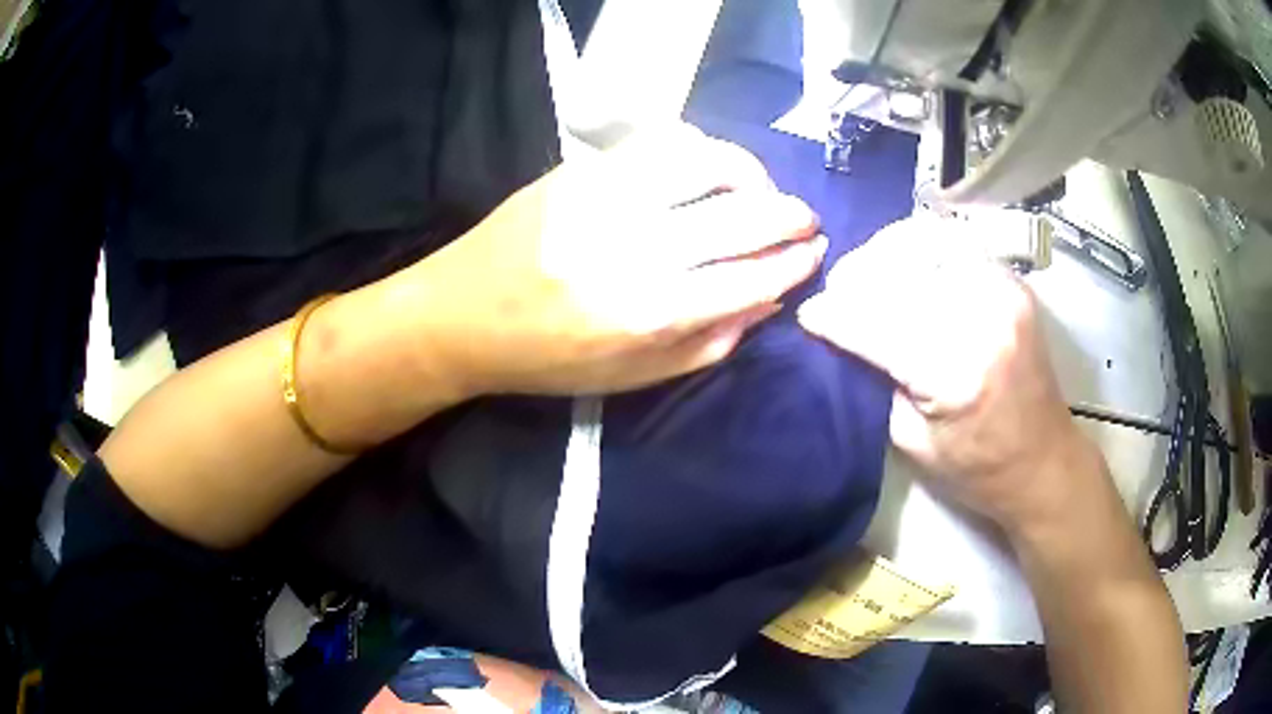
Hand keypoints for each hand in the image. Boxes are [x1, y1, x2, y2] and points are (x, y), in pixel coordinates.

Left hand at [411, 124, 824, 395]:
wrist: (460, 315)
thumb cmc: (546, 359)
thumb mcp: (630, 377)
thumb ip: (707, 344)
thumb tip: (768, 300)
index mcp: (644, 314)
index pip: (746, 278)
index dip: (791, 263)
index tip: (815, 252)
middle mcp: (630, 250)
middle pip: (738, 219)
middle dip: (788, 216)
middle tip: (805, 218)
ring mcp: (602, 199)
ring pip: (704, 164)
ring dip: (749, 173)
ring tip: (761, 188)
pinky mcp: (579, 171)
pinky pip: (658, 144)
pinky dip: (699, 152)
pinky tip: (709, 169)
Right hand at [797, 215, 1096, 534]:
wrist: (1043, 462)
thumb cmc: (977, 469)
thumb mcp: (912, 442)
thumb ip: (876, 381)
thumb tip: (841, 335)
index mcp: (956, 374)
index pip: (878, 325)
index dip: (835, 317)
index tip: (809, 316)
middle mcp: (983, 319)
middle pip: (901, 273)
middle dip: (856, 278)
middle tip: (837, 293)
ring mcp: (1003, 292)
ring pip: (928, 242)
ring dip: (887, 252)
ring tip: (867, 273)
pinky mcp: (1013, 282)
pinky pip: (957, 242)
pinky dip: (922, 246)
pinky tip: (906, 263)